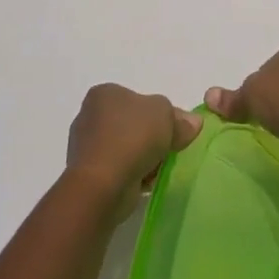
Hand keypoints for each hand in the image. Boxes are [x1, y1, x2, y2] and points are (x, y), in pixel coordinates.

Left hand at [66, 84, 201, 202]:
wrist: (103, 184)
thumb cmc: (132, 137)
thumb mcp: (166, 115)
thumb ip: (179, 117)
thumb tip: (192, 123)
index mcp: (104, 94)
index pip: (137, 99)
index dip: (158, 114)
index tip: (174, 130)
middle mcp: (90, 115)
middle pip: (131, 124)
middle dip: (151, 138)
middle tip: (169, 149)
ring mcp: (86, 146)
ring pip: (125, 148)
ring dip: (143, 158)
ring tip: (158, 169)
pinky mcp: (88, 174)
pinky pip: (117, 169)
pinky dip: (132, 174)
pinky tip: (145, 182)